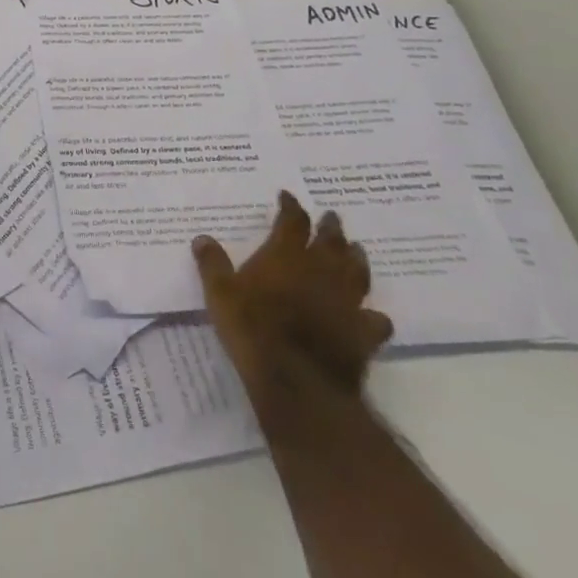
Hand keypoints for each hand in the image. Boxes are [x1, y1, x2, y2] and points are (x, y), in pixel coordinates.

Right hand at [193, 191, 392, 429]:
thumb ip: (212, 264)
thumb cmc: (252, 329)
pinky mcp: (363, 333)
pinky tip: (372, 315)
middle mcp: (320, 271)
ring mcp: (346, 301)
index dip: (291, 206)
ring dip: (357, 259)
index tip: (288, 196)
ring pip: (358, 272)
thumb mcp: (219, 294)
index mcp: (286, 256)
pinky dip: (374, 315)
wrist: (296, 381)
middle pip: (331, 241)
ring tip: (357, 250)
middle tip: (331, 218)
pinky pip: (376, 319)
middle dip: (331, 227)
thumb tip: (202, 238)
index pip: (292, 221)